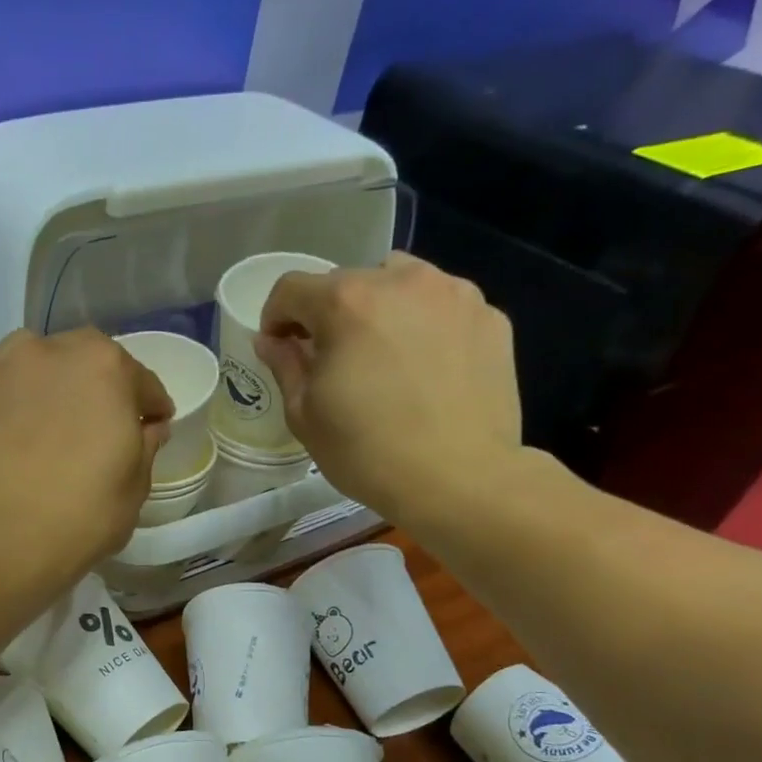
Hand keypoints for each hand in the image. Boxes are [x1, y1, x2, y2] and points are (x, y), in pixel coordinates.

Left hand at [0, 329, 172, 583]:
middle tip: (91, 429)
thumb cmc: (82, 516)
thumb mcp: (136, 485)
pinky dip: (2, 409)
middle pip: (79, 362)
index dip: (148, 406)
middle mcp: (47, 350)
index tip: (150, 425)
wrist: (0, 546)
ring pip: (29, 369)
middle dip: (91, 389)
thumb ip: (145, 443)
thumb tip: (147, 425)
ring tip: (40, 428)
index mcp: (102, 365)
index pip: (138, 380)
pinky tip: (3, 442)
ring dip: (42, 389)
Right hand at [255, 253, 523, 531]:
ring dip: (380, 309)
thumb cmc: (367, 452)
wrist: (460, 479)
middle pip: (348, 282)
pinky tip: (426, 369)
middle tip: (333, 360)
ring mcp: (453, 295)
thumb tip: (271, 341)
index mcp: (346, 302)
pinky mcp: (490, 318)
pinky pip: (442, 307)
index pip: (292, 288)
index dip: (276, 317)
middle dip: (330, 315)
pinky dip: (425, 325)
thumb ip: (285, 365)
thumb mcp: (305, 415)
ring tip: (384, 355)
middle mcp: (401, 281)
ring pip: (400, 283)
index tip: (280, 348)